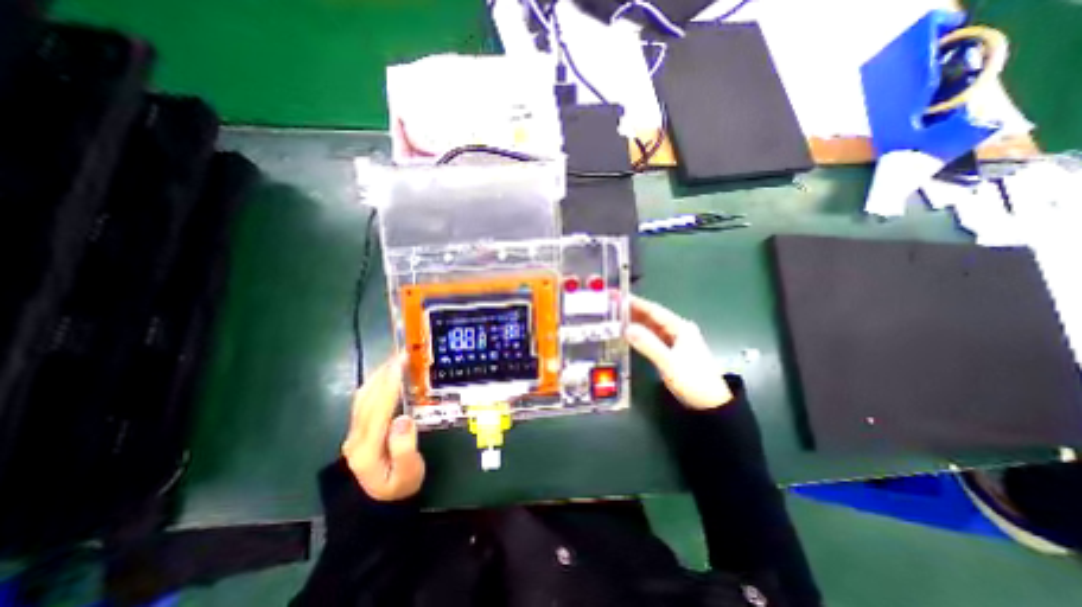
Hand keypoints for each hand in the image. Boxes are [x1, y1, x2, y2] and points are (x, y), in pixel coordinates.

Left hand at [339, 353, 423, 499]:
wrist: (379, 504)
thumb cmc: (400, 487)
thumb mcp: (409, 473)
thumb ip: (405, 447)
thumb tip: (404, 418)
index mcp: (367, 448)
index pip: (379, 409)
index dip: (391, 383)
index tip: (402, 362)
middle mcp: (355, 437)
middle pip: (368, 397)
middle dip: (385, 372)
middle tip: (404, 353)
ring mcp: (353, 432)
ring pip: (363, 396)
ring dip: (379, 374)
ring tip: (397, 359)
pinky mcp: (357, 429)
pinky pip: (364, 400)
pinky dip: (375, 382)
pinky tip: (386, 374)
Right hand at [626, 293, 735, 410]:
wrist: (711, 404)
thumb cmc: (693, 380)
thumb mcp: (669, 362)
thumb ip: (648, 345)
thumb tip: (626, 328)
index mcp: (680, 327)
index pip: (654, 310)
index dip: (635, 302)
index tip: (618, 296)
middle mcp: (678, 330)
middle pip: (652, 317)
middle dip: (632, 310)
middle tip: (612, 306)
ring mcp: (675, 340)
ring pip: (651, 327)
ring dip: (635, 322)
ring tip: (616, 317)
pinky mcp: (672, 351)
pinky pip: (653, 337)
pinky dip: (641, 334)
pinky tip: (629, 334)